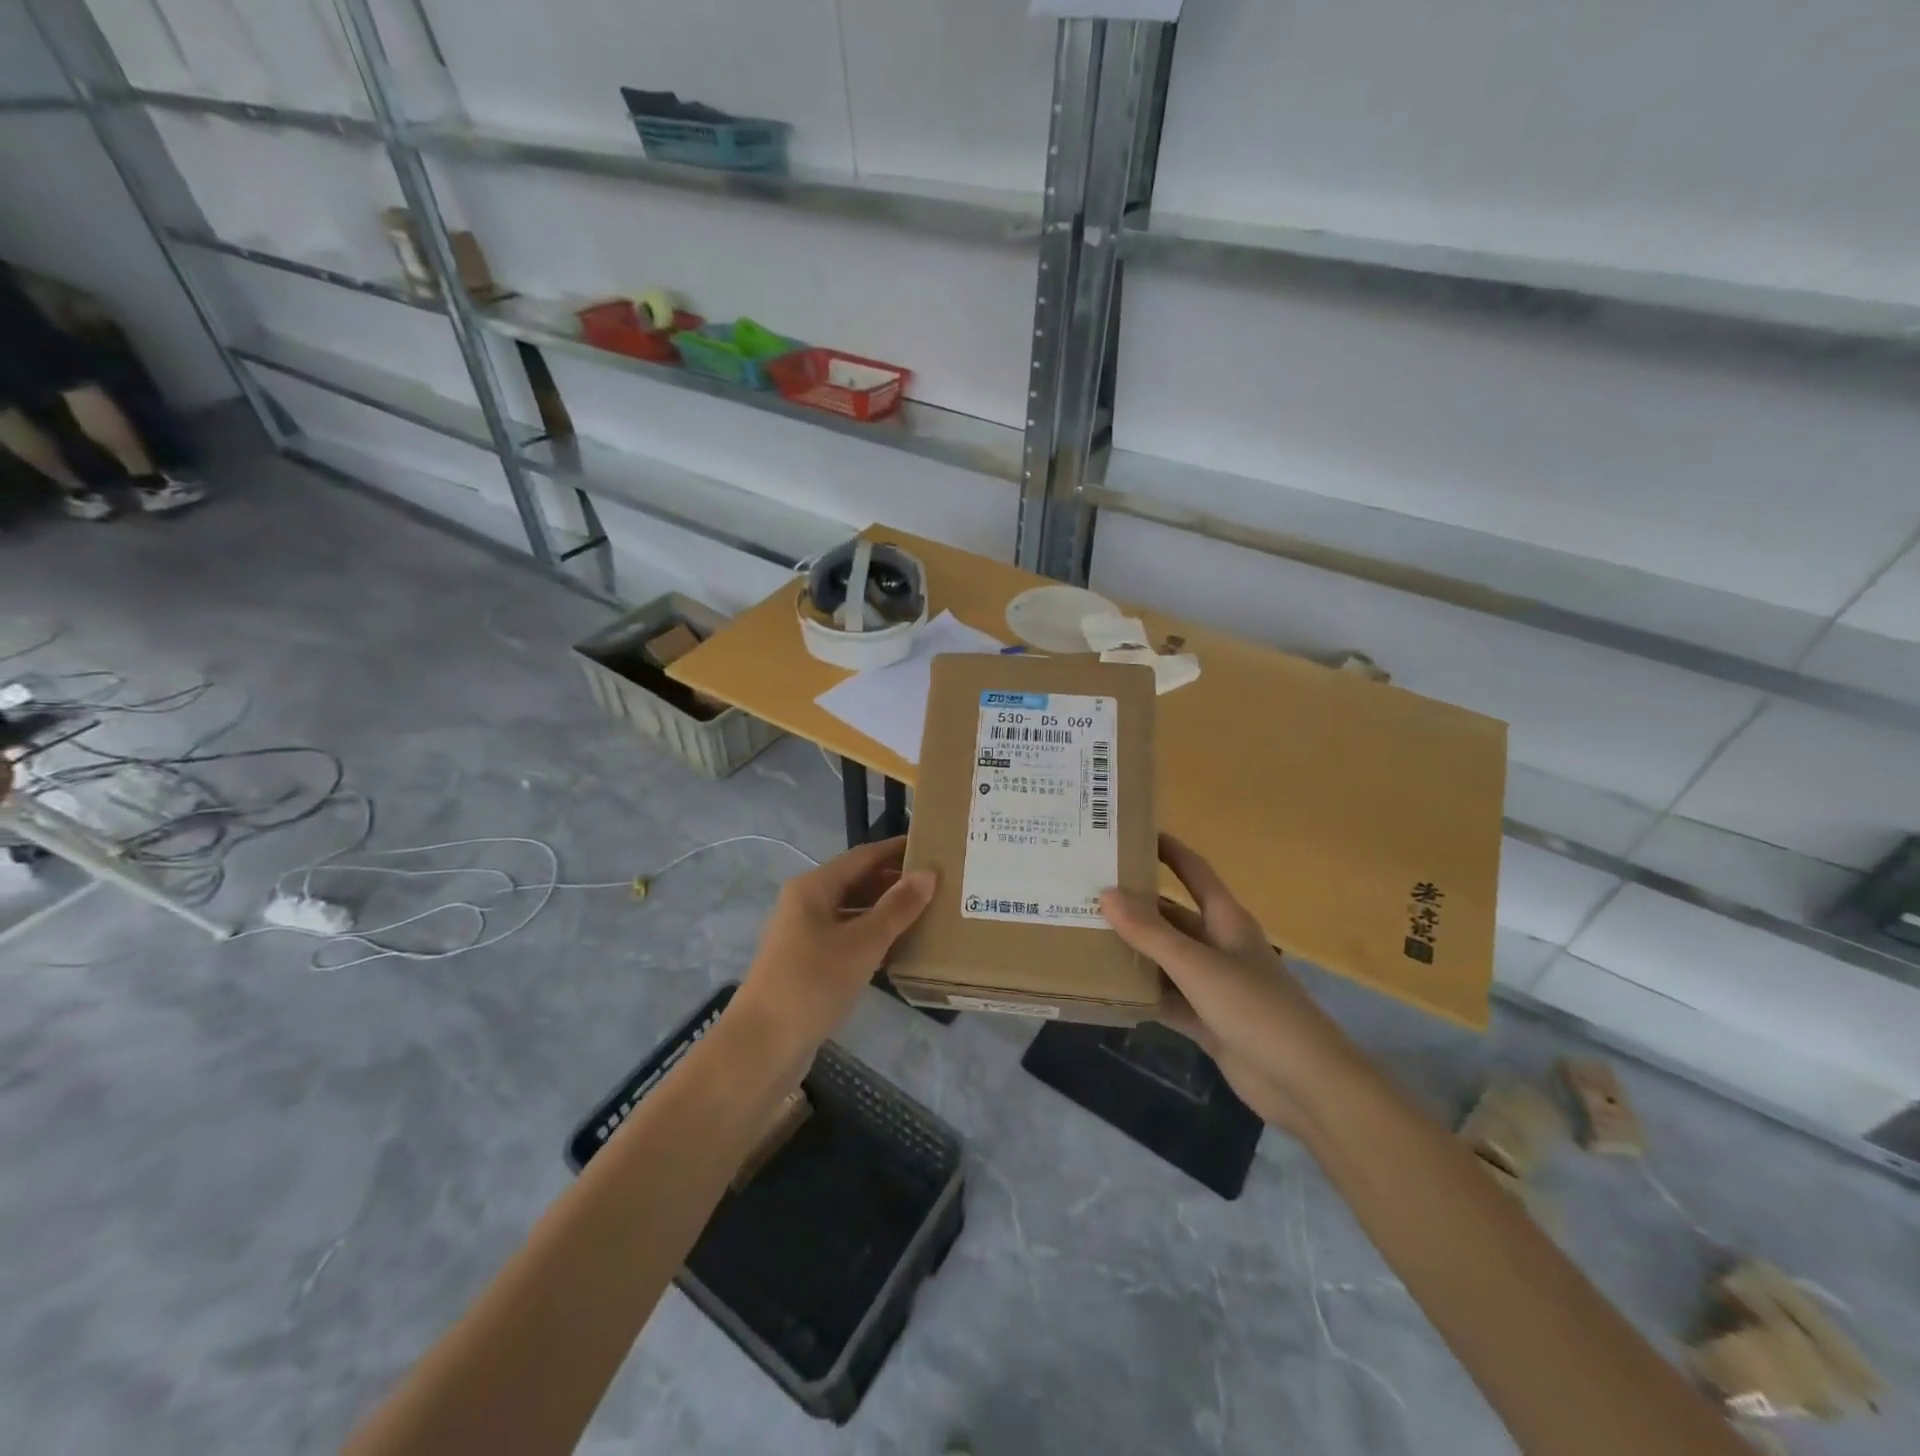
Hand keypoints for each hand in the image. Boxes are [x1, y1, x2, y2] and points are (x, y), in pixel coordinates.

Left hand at [735, 836, 935, 1060]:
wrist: (762, 1046)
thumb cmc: (812, 983)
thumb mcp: (862, 943)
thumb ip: (897, 908)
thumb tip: (928, 872)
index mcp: (813, 887)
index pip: (863, 856)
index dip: (896, 850)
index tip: (932, 845)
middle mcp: (806, 904)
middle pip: (857, 881)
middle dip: (894, 881)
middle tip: (938, 883)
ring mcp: (805, 935)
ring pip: (853, 912)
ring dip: (886, 911)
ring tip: (927, 912)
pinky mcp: (808, 964)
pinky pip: (847, 938)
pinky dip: (873, 938)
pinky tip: (900, 948)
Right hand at [1101, 834, 1354, 1131]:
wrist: (1305, 1084)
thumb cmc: (1256, 1009)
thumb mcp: (1199, 967)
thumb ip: (1151, 933)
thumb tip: (1106, 894)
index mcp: (1226, 921)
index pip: (1194, 872)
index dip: (1168, 850)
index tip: (1131, 832)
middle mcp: (1219, 946)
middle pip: (1171, 916)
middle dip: (1135, 905)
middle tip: (1086, 891)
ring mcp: (1213, 985)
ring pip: (1165, 958)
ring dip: (1134, 951)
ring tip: (1085, 935)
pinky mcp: (1207, 1021)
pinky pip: (1167, 998)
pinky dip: (1142, 994)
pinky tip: (1106, 989)